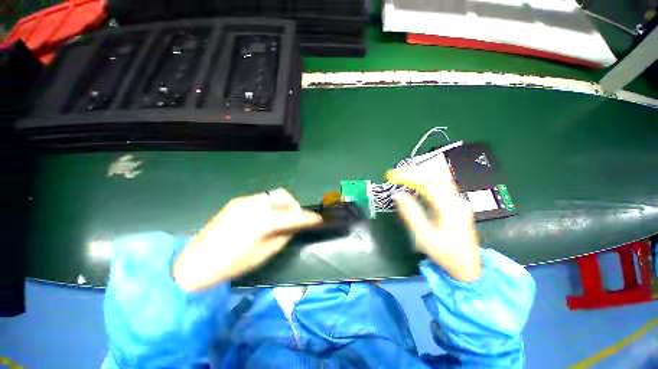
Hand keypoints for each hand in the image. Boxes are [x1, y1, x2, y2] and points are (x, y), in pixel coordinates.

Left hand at [173, 189, 321, 290]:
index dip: (308, 218)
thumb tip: (294, 226)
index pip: (293, 215)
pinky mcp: (237, 202)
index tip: (318, 220)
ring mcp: (244, 201)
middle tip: (295, 219)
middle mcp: (255, 204)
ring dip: (282, 204)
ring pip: (272, 195)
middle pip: (283, 195)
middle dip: (294, 205)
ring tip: (281, 218)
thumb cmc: (232, 264)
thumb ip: (284, 236)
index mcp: (262, 220)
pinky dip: (270, 206)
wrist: (195, 264)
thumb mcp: (264, 253)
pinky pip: (261, 199)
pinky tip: (266, 218)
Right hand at [387, 164, 480, 281]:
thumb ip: (410, 213)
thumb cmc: (445, 253)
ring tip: (403, 173)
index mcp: (450, 208)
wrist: (468, 266)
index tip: (392, 175)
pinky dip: (426, 177)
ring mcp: (459, 200)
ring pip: (440, 176)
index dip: (408, 176)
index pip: (428, 183)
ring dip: (420, 172)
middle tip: (395, 173)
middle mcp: (457, 200)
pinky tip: (417, 179)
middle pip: (436, 175)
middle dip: (413, 171)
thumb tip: (397, 194)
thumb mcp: (424, 237)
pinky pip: (441, 183)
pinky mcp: (457, 202)